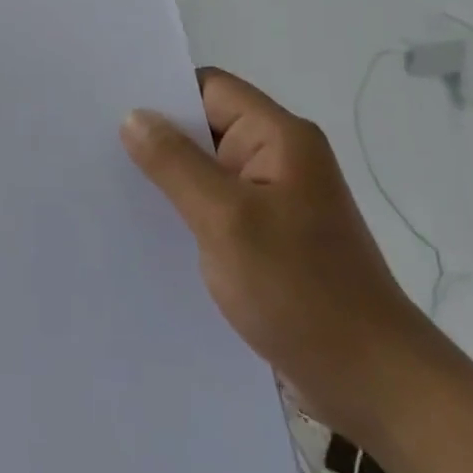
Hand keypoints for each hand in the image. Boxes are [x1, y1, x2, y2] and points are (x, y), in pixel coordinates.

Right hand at [122, 67, 443, 447]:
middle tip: (97, 145)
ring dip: (170, 177)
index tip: (109, 107)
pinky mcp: (272, 236)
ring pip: (208, 169)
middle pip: (206, 125)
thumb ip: (175, 163)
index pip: (209, 87)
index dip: (162, 92)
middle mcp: (280, 158)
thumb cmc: (302, 292)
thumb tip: (133, 116)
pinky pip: (218, 205)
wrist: (375, 385)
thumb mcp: (227, 220)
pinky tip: (151, 226)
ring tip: (113, 184)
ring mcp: (277, 199)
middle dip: (158, 136)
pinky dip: (187, 209)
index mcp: (279, 137)